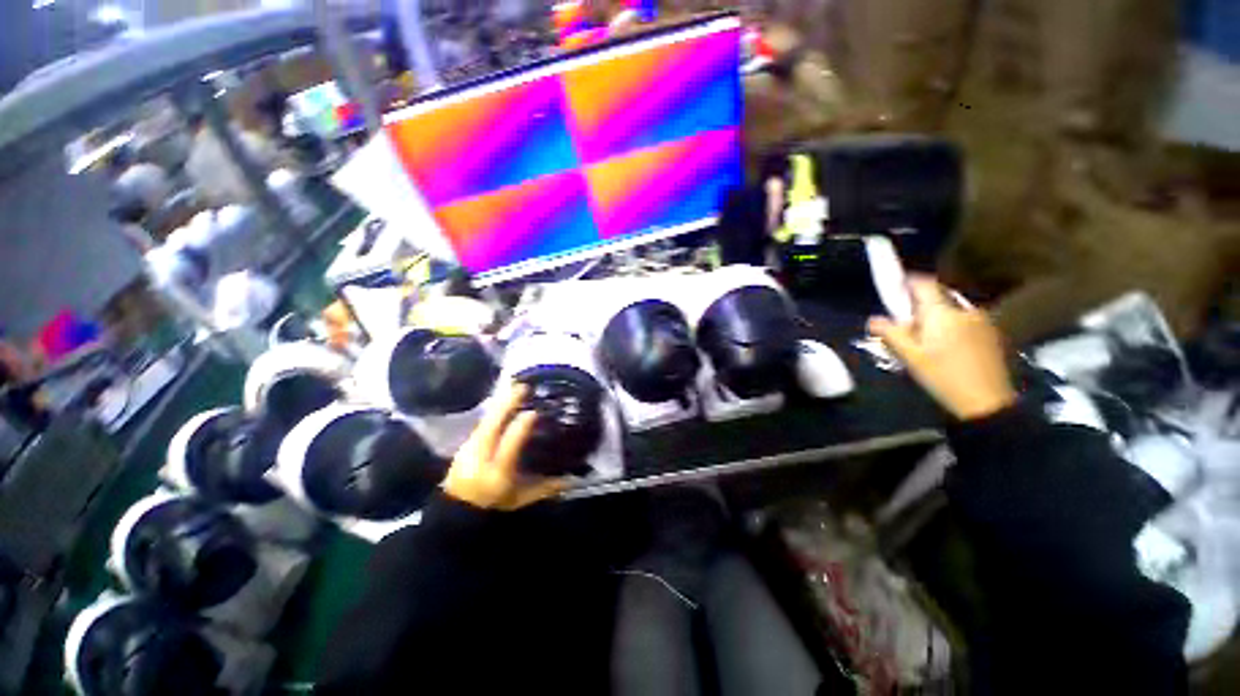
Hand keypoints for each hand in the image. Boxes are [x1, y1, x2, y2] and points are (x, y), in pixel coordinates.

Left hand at [442, 384, 567, 510]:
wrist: (456, 513)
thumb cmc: (493, 506)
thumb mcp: (520, 500)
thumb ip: (545, 488)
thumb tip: (571, 479)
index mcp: (498, 473)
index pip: (510, 443)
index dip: (522, 426)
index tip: (535, 411)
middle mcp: (480, 458)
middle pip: (493, 425)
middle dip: (507, 403)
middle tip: (523, 387)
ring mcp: (468, 450)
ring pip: (485, 420)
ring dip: (500, 402)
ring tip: (514, 387)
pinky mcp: (464, 445)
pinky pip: (481, 423)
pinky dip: (493, 410)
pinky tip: (502, 400)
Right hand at [868, 278, 1016, 420]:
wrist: (987, 402)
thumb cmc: (943, 377)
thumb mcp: (910, 357)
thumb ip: (891, 334)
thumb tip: (873, 320)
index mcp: (942, 313)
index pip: (924, 284)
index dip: (908, 281)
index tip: (895, 286)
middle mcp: (965, 310)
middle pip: (937, 297)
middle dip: (919, 305)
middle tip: (904, 321)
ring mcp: (982, 321)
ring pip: (951, 310)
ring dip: (935, 316)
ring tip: (923, 337)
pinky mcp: (991, 334)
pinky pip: (964, 320)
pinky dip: (949, 325)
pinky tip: (944, 345)